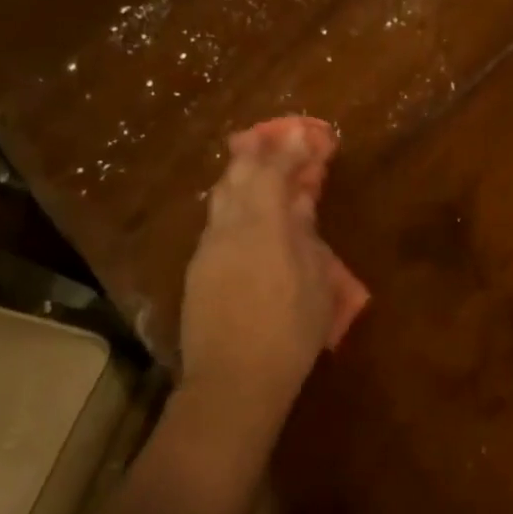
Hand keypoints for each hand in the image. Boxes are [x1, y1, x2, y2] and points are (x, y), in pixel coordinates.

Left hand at [177, 126, 334, 446]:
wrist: (233, 381)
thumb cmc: (289, 332)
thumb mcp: (314, 282)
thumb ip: (305, 236)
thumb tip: (299, 206)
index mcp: (262, 226)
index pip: (273, 172)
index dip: (289, 149)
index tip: (303, 132)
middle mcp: (228, 228)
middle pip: (238, 176)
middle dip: (257, 152)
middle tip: (273, 138)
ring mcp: (208, 249)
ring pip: (221, 198)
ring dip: (241, 176)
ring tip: (256, 166)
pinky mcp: (198, 271)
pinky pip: (216, 222)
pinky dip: (233, 205)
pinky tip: (245, 213)